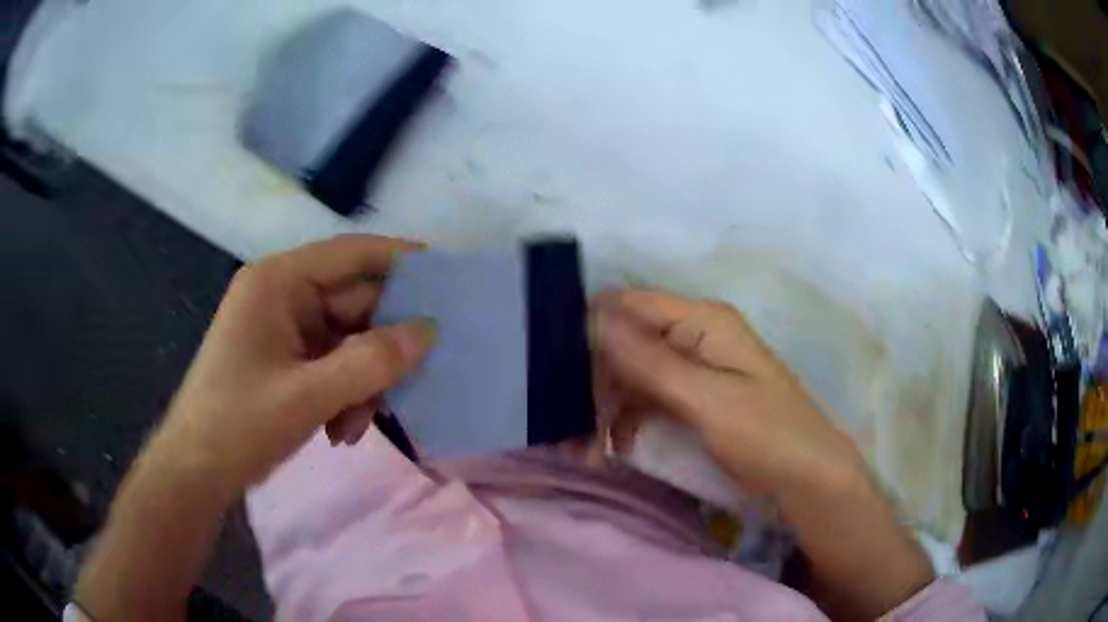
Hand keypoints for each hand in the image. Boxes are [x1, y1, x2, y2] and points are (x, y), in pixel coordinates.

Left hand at [153, 235, 435, 493]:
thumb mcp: (306, 397)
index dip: (402, 259)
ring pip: (350, 341)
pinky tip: (342, 431)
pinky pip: (334, 365)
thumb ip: (369, 362)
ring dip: (363, 382)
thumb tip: (428, 331)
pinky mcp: (287, 361)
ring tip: (358, 425)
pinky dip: (346, 395)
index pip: (351, 254)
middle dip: (381, 347)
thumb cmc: (238, 425)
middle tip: (417, 378)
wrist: (197, 471)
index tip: (450, 276)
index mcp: (278, 282)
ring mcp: (285, 330)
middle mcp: (284, 297)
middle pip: (355, 303)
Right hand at [591, 289, 864, 497]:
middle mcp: (693, 334)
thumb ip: (649, 360)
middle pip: (626, 342)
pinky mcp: (690, 396)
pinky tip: (612, 447)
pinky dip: (625, 420)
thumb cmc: (765, 432)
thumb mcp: (706, 398)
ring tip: (582, 447)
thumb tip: (592, 317)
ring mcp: (691, 366)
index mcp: (701, 320)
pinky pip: (646, 398)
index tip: (556, 368)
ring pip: (631, 373)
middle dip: (594, 380)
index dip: (592, 329)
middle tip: (569, 423)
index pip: (630, 305)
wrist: (804, 474)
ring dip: (604, 406)